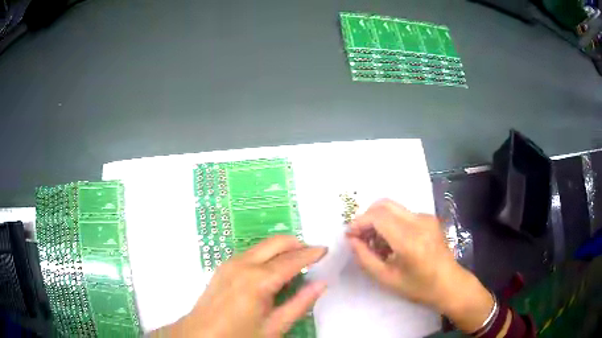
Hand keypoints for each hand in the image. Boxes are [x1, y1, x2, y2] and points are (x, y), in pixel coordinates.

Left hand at [154, 235, 326, 337]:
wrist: (201, 334)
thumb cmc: (240, 335)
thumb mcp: (275, 326)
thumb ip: (300, 303)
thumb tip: (321, 284)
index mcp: (258, 280)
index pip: (292, 260)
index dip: (311, 254)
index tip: (325, 250)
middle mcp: (243, 264)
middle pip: (277, 242)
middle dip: (297, 245)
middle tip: (312, 257)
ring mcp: (231, 262)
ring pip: (264, 245)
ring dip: (282, 249)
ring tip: (295, 266)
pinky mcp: (224, 266)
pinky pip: (252, 253)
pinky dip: (267, 255)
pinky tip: (272, 273)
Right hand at [346, 199, 493, 333]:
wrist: (449, 283)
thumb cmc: (418, 287)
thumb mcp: (387, 279)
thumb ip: (365, 258)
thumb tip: (352, 240)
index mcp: (409, 240)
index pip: (378, 217)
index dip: (359, 222)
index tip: (349, 236)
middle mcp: (419, 222)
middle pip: (384, 204)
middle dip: (366, 217)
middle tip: (359, 236)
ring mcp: (426, 217)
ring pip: (393, 207)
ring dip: (378, 220)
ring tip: (375, 243)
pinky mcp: (429, 218)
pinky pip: (402, 213)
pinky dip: (390, 222)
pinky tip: (391, 242)